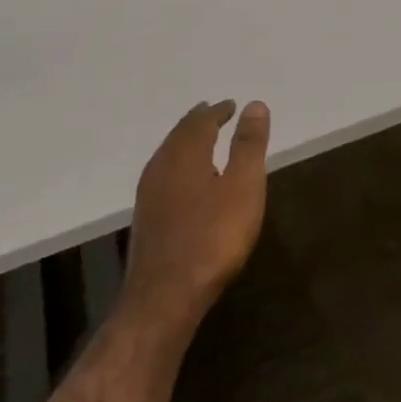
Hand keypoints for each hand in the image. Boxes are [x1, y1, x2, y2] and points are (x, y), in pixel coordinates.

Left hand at [124, 100, 269, 341]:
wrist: (165, 296)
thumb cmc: (213, 237)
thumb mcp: (244, 187)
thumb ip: (249, 145)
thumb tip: (254, 105)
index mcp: (186, 154)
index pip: (201, 122)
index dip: (217, 111)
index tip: (232, 105)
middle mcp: (162, 167)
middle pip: (179, 135)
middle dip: (198, 122)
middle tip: (214, 114)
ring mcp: (149, 195)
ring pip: (168, 155)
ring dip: (186, 143)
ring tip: (202, 141)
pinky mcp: (146, 219)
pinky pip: (163, 175)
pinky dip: (178, 165)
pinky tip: (185, 181)